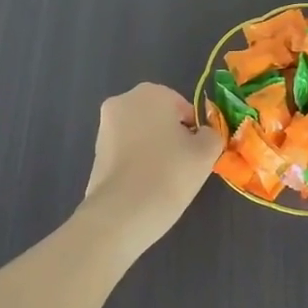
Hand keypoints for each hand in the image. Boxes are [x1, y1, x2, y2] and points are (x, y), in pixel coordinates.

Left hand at [83, 83, 220, 240]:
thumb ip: (212, 134)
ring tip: (164, 179)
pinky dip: (138, 163)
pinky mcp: (95, 153)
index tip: (197, 154)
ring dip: (154, 150)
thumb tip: (203, 135)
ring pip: (142, 135)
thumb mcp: (207, 152)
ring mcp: (104, 127)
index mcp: (150, 92)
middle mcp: (122, 102)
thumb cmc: (169, 173)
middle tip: (183, 166)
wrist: (121, 214)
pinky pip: (127, 152)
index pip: (183, 108)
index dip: (195, 131)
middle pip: (159, 118)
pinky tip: (145, 186)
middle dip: (172, 137)